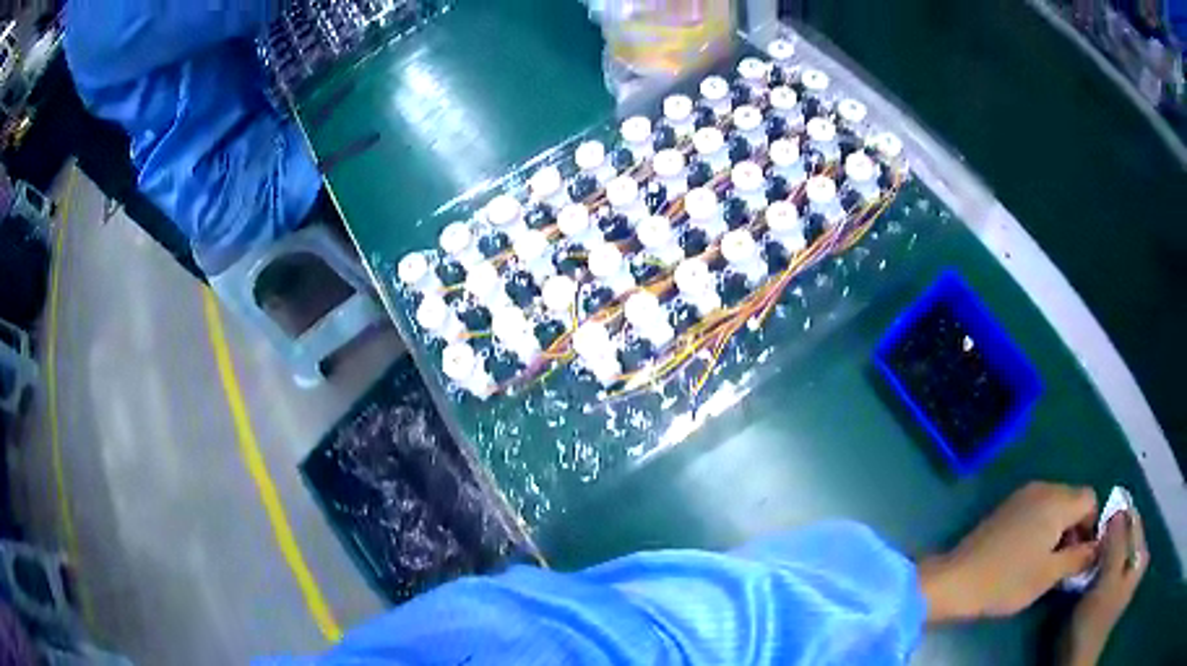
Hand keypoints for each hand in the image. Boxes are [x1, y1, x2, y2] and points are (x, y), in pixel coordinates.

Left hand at [920, 482, 1098, 621]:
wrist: (957, 580)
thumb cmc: (1008, 580)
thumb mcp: (1049, 574)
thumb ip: (1079, 558)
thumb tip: (1098, 548)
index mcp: (1058, 499)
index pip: (1090, 499)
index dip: (1092, 526)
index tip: (1082, 556)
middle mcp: (1043, 488)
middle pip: (1073, 499)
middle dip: (1076, 528)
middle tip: (1065, 563)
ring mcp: (1022, 495)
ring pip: (1055, 506)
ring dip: (1059, 530)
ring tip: (1047, 564)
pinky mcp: (1007, 508)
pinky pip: (1036, 510)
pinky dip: (1042, 528)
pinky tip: (1029, 556)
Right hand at [1058, 510, 1147, 665]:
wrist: (1076, 658)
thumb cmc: (1094, 621)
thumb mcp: (1107, 581)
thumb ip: (1116, 543)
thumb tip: (1116, 510)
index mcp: (1141, 554)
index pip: (1132, 520)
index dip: (1114, 518)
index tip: (1092, 522)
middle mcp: (1136, 558)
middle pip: (1123, 533)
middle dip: (1105, 534)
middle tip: (1084, 539)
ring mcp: (1123, 573)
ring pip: (1113, 547)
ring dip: (1098, 548)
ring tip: (1080, 552)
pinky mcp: (1109, 585)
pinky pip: (1106, 561)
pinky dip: (1095, 560)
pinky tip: (1082, 567)